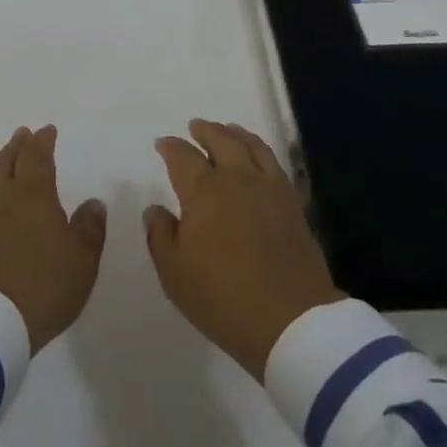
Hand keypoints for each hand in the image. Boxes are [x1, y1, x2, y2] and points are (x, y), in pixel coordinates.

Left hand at [0, 125, 106, 352]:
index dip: (43, 142)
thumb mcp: (82, 261)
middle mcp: (2, 198)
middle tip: (20, 134)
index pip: (38, 157)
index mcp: (35, 195)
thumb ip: (89, 228)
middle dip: (16, 146)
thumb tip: (93, 203)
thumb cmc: (44, 287)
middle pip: (7, 163)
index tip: (47, 131)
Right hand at [144, 118, 342, 380]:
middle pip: (220, 140)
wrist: (291, 320)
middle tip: (195, 127)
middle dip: (204, 131)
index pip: (182, 156)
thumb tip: (155, 209)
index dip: (170, 147)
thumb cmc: (223, 298)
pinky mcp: (292, 202)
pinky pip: (273, 162)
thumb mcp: (175, 274)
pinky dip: (260, 149)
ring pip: (250, 145)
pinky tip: (258, 158)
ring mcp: (268, 187)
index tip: (163, 144)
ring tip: (228, 130)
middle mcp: (236, 178)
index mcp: (203, 191)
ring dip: (235, 133)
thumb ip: (160, 236)